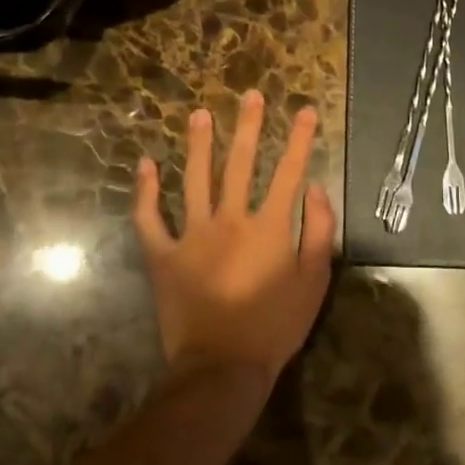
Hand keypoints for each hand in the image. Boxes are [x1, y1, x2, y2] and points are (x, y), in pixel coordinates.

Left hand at [133, 90, 334, 392]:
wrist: (222, 368)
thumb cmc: (275, 327)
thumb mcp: (314, 282)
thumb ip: (319, 231)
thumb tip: (316, 188)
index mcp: (269, 226)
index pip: (289, 172)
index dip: (300, 139)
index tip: (306, 111)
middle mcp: (230, 219)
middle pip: (241, 163)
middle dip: (249, 126)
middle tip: (250, 96)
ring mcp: (192, 235)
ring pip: (194, 179)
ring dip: (198, 144)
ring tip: (199, 114)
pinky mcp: (163, 255)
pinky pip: (150, 218)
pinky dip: (145, 191)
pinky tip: (145, 164)